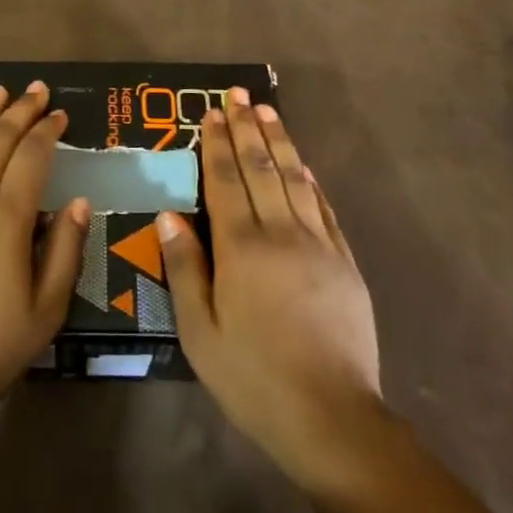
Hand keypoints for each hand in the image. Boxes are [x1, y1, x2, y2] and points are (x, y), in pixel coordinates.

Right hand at [160, 91, 382, 486]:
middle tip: (238, 94)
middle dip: (246, 128)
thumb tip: (168, 215)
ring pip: (294, 179)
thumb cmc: (254, 378)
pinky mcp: (344, 263)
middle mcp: (280, 233)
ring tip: (268, 111)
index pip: (225, 181)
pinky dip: (310, 181)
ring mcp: (318, 245)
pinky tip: (303, 165)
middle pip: (260, 168)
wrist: (332, 418)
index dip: (216, 144)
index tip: (210, 112)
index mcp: (241, 248)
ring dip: (279, 142)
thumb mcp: (200, 332)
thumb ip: (184, 268)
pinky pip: (324, 208)